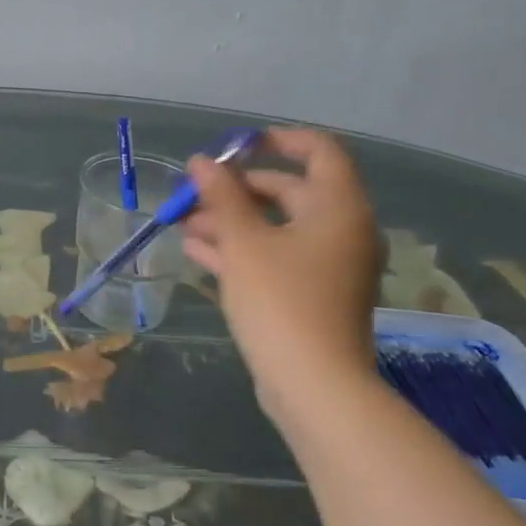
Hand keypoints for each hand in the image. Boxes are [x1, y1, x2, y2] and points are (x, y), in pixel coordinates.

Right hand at [183, 127, 381, 427]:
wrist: (313, 385)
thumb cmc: (281, 301)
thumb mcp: (244, 243)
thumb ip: (222, 197)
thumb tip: (202, 161)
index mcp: (338, 207)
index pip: (319, 150)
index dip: (277, 140)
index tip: (235, 147)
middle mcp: (342, 230)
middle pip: (290, 191)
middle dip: (238, 190)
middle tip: (195, 192)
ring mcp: (328, 266)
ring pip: (277, 229)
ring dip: (232, 222)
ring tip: (184, 224)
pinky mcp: (311, 295)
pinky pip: (276, 258)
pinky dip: (241, 251)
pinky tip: (197, 251)